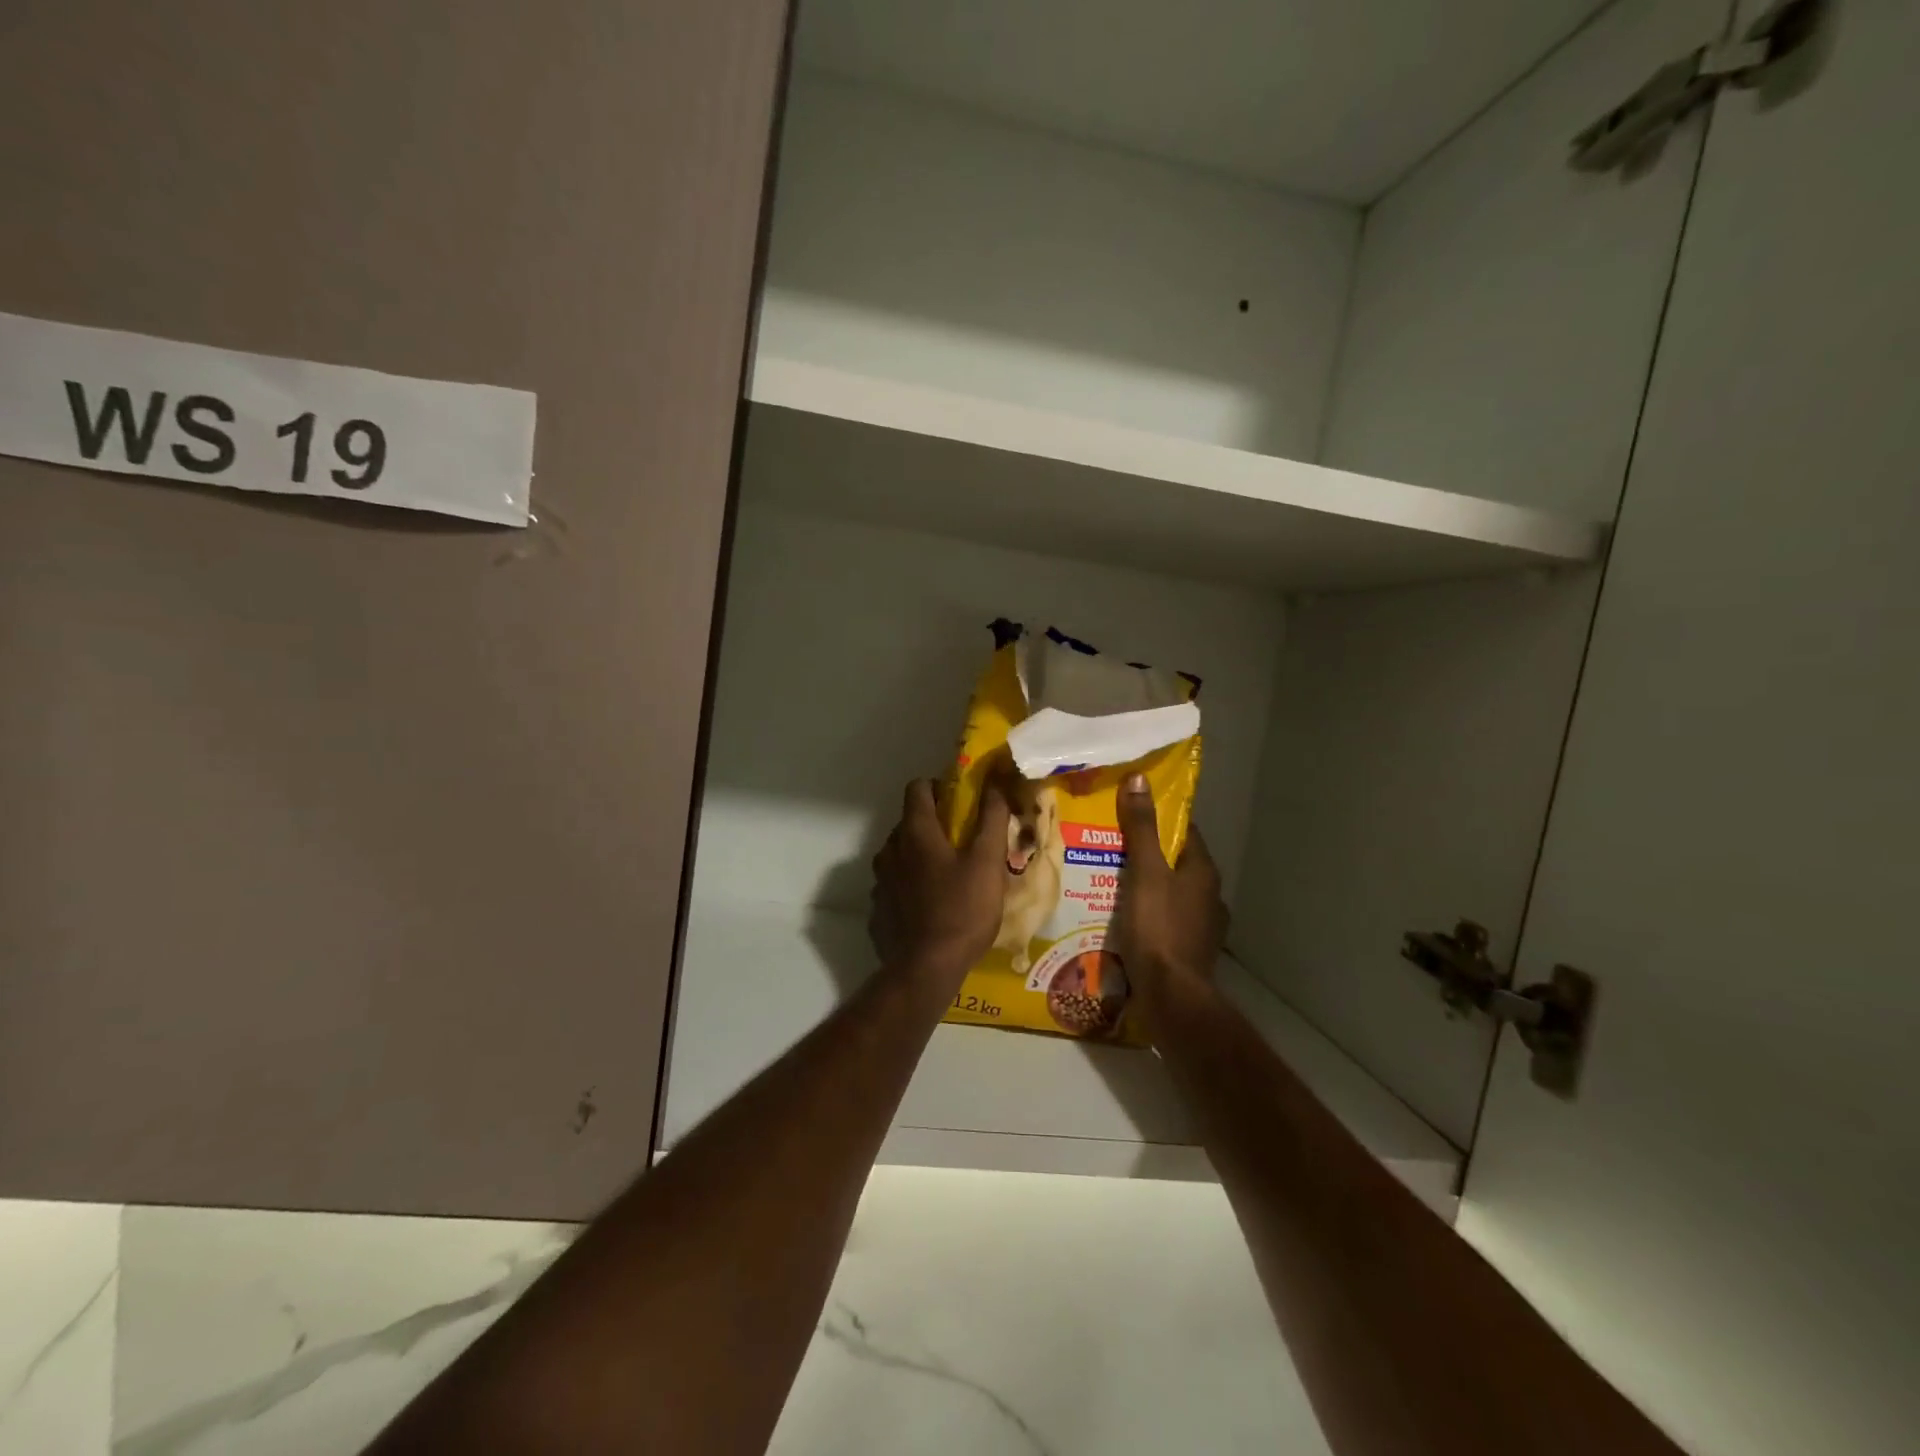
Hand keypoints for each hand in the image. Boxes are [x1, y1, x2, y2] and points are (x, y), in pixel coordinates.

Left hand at [870, 779, 1010, 984]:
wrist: (926, 969)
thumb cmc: (962, 910)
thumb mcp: (988, 863)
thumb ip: (992, 820)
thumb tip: (995, 786)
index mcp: (915, 833)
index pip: (917, 788)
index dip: (937, 787)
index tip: (958, 801)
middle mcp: (890, 850)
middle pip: (908, 823)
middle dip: (931, 826)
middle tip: (960, 843)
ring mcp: (879, 882)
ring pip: (898, 855)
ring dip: (918, 857)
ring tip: (946, 877)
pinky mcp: (876, 910)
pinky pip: (893, 886)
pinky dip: (908, 886)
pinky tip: (928, 906)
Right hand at [1114, 773, 1226, 997]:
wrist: (1172, 997)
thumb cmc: (1159, 927)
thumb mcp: (1144, 871)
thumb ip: (1141, 828)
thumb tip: (1139, 779)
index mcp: (1203, 871)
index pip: (1184, 831)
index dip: (1158, 818)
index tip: (1128, 809)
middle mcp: (1208, 896)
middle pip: (1175, 863)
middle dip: (1146, 853)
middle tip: (1108, 844)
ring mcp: (1201, 926)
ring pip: (1169, 893)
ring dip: (1145, 886)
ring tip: (1108, 879)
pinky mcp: (1188, 951)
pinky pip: (1164, 921)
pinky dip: (1145, 914)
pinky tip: (1121, 918)